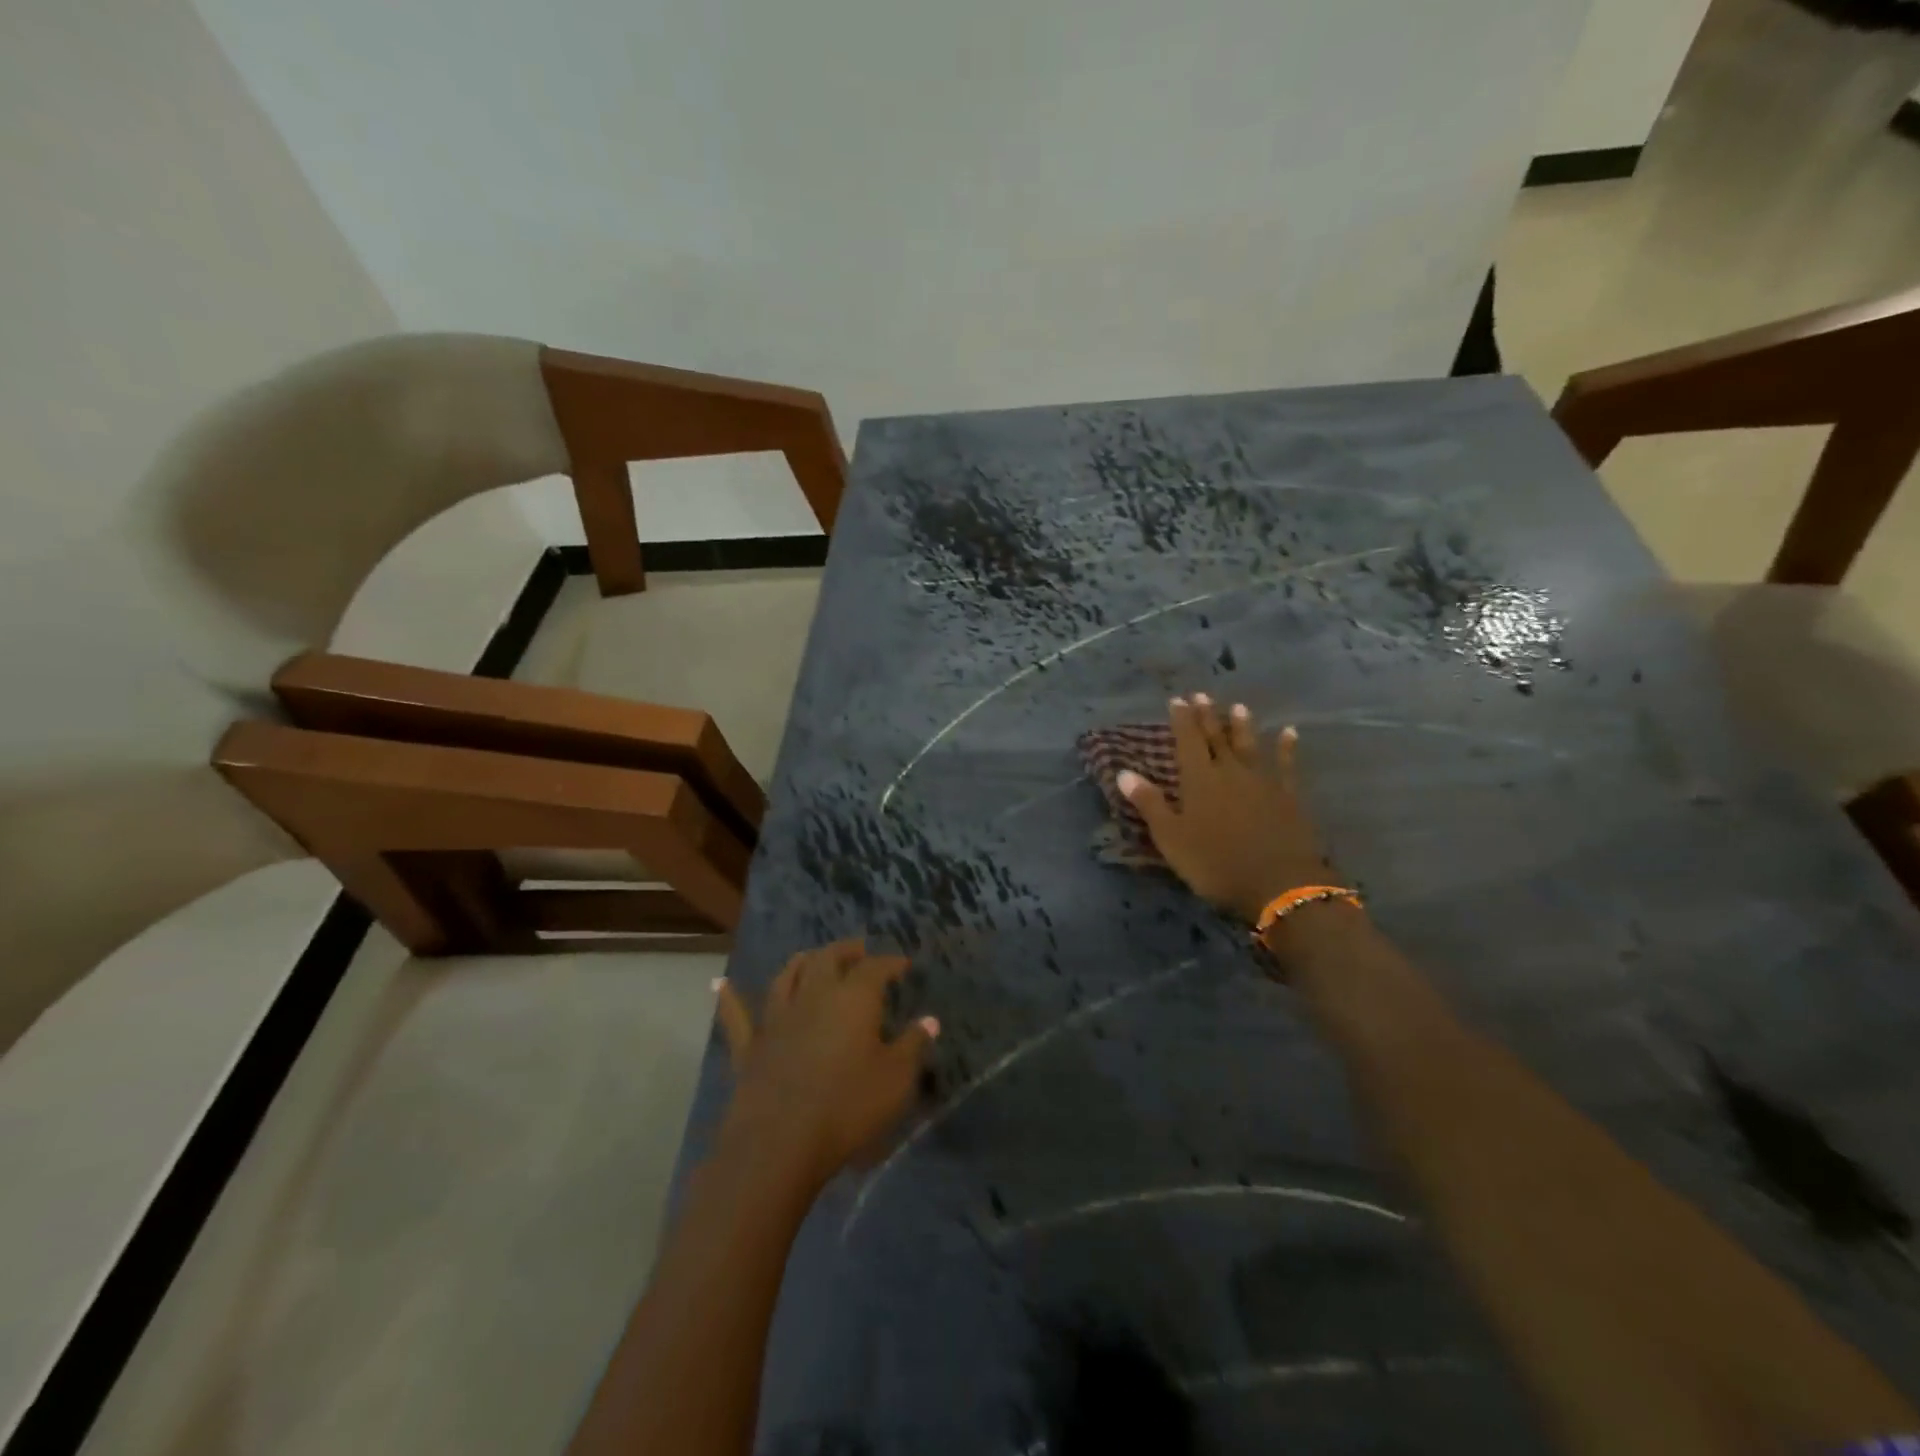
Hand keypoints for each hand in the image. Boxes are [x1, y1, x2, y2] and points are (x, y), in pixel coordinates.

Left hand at [713, 940, 938, 1190]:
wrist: (780, 1142)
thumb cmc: (848, 1107)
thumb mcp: (896, 1080)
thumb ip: (913, 1046)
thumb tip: (930, 1020)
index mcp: (854, 998)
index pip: (876, 968)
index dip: (891, 963)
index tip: (903, 965)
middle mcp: (814, 995)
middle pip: (829, 959)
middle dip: (847, 951)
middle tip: (859, 951)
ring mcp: (777, 1018)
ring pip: (788, 975)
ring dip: (802, 962)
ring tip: (812, 957)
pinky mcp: (749, 1045)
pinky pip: (736, 1015)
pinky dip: (728, 997)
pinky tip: (719, 984)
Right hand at [1118, 695, 1329, 922]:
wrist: (1280, 884)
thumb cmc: (1216, 863)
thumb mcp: (1172, 838)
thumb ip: (1150, 804)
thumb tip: (1124, 772)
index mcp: (1199, 780)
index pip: (1188, 742)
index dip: (1182, 720)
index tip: (1178, 700)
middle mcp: (1230, 772)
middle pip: (1217, 738)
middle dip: (1208, 716)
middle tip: (1202, 695)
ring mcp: (1263, 782)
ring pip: (1250, 746)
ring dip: (1242, 726)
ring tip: (1238, 707)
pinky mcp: (1289, 797)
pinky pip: (1287, 765)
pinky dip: (1287, 748)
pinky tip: (1289, 733)